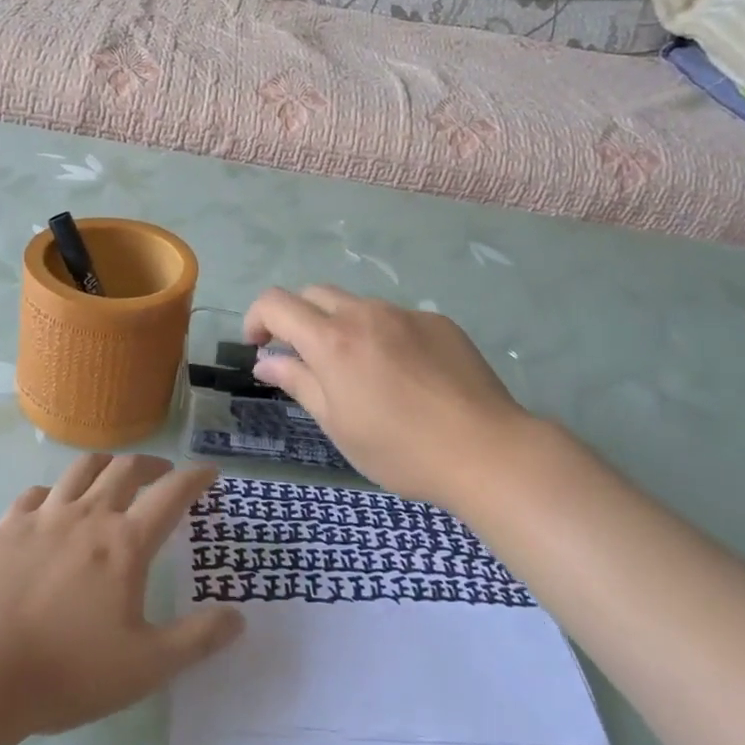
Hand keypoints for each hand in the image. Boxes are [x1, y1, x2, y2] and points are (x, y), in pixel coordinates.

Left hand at [0, 455, 243, 738]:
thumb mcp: (146, 667)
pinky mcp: (8, 526)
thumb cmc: (69, 672)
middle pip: (126, 469)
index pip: (171, 494)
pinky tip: (55, 506)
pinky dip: (57, 491)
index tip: (209, 472)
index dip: (195, 477)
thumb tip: (239, 617)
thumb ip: (197, 640)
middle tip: (164, 474)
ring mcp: (44, 517)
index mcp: (125, 543)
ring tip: (114, 476)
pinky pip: (38, 492)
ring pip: (81, 469)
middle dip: (152, 465)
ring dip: (107, 465)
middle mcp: (88, 515)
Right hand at [243, 286, 536, 505]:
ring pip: (357, 305)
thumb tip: (266, 362)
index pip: (276, 303)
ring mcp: (406, 314)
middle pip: (314, 294)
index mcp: (332, 340)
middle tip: (303, 359)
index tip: (259, 347)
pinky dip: (382, 335)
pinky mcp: (439, 322)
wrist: (486, 450)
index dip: (257, 318)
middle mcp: (366, 314)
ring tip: (360, 372)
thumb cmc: (400, 449)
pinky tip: (404, 375)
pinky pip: (395, 318)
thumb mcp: (337, 424)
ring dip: (341, 326)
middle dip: (297, 318)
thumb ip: (298, 382)